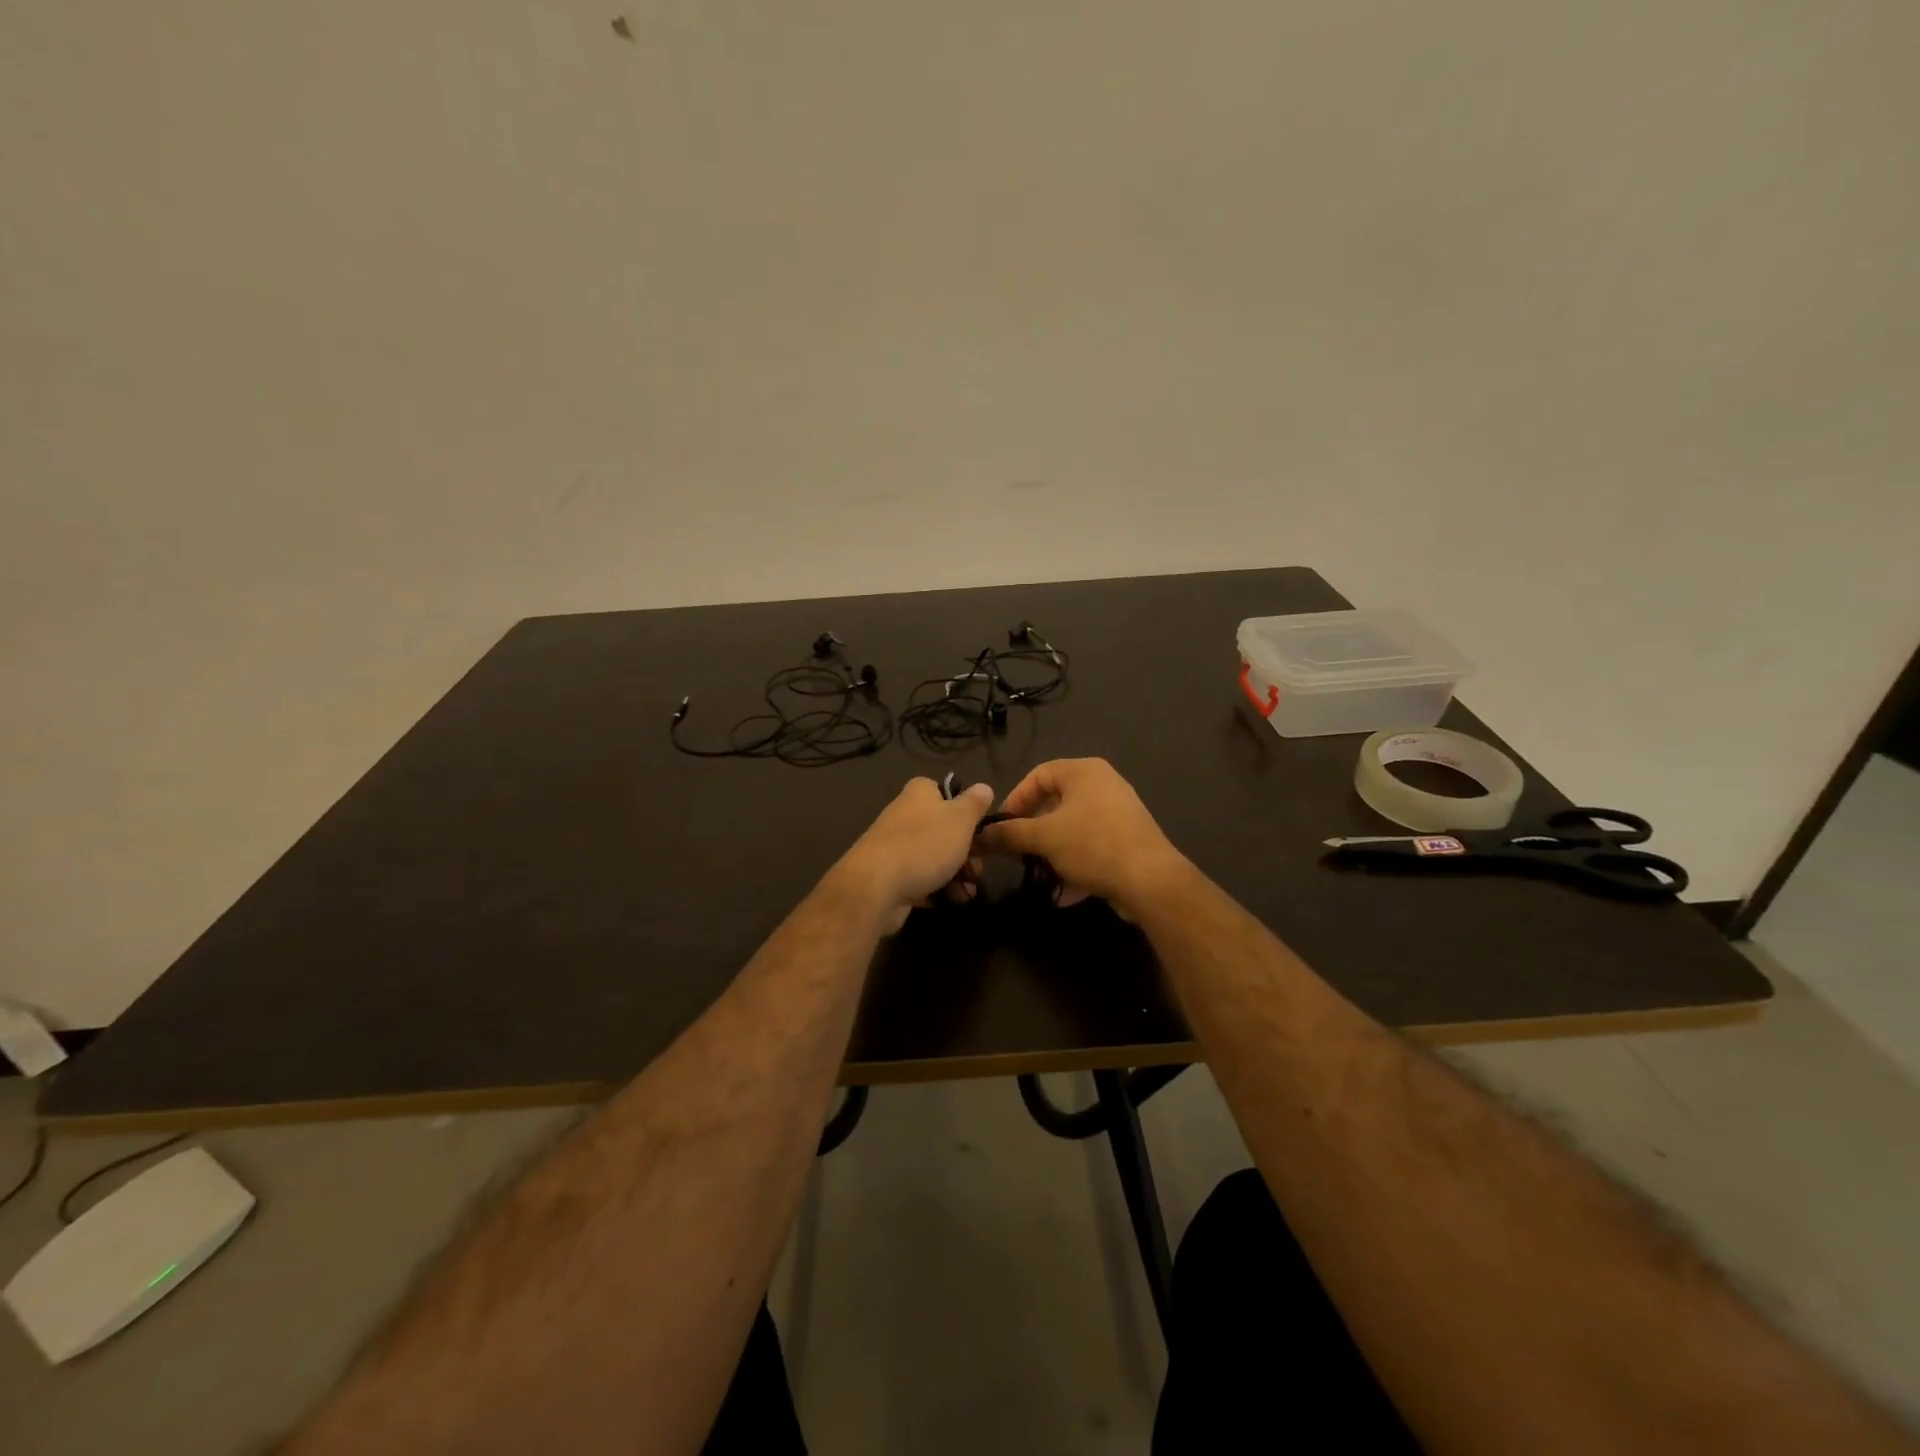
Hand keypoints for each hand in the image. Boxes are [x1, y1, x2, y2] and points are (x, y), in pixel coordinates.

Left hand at [828, 777, 994, 931]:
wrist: (877, 886)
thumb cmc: (924, 844)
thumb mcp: (960, 819)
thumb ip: (974, 803)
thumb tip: (984, 787)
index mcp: (919, 793)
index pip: (946, 792)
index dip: (965, 811)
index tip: (980, 831)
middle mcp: (905, 815)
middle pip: (943, 829)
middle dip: (967, 852)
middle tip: (979, 869)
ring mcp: (895, 846)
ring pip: (934, 857)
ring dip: (957, 874)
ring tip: (969, 892)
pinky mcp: (890, 875)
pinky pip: (921, 879)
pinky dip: (938, 889)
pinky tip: (953, 901)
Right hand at [976, 758, 1185, 917]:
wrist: (1150, 880)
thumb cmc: (1092, 845)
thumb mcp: (1043, 838)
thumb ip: (1009, 834)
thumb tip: (979, 835)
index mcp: (1084, 772)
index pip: (1038, 775)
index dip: (1015, 799)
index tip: (1001, 827)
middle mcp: (1103, 784)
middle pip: (1055, 802)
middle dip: (1033, 831)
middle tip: (1017, 851)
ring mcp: (1118, 813)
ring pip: (1072, 829)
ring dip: (1052, 853)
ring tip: (1040, 874)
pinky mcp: (1128, 840)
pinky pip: (1091, 847)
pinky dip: (1075, 865)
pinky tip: (1065, 894)